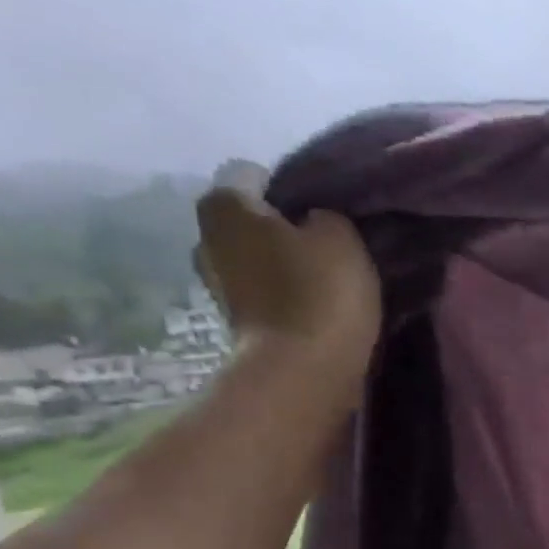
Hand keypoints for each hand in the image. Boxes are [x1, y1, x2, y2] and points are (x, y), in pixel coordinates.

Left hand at [193, 176, 380, 383]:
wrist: (303, 374)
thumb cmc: (319, 294)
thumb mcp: (341, 238)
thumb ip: (326, 217)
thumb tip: (312, 222)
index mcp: (224, 205)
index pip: (252, 174)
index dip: (288, 187)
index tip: (319, 210)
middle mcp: (207, 239)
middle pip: (247, 220)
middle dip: (279, 227)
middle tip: (321, 243)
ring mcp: (217, 287)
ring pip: (254, 259)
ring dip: (281, 265)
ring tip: (321, 278)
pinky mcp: (237, 324)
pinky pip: (262, 294)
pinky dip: (283, 296)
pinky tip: (313, 307)